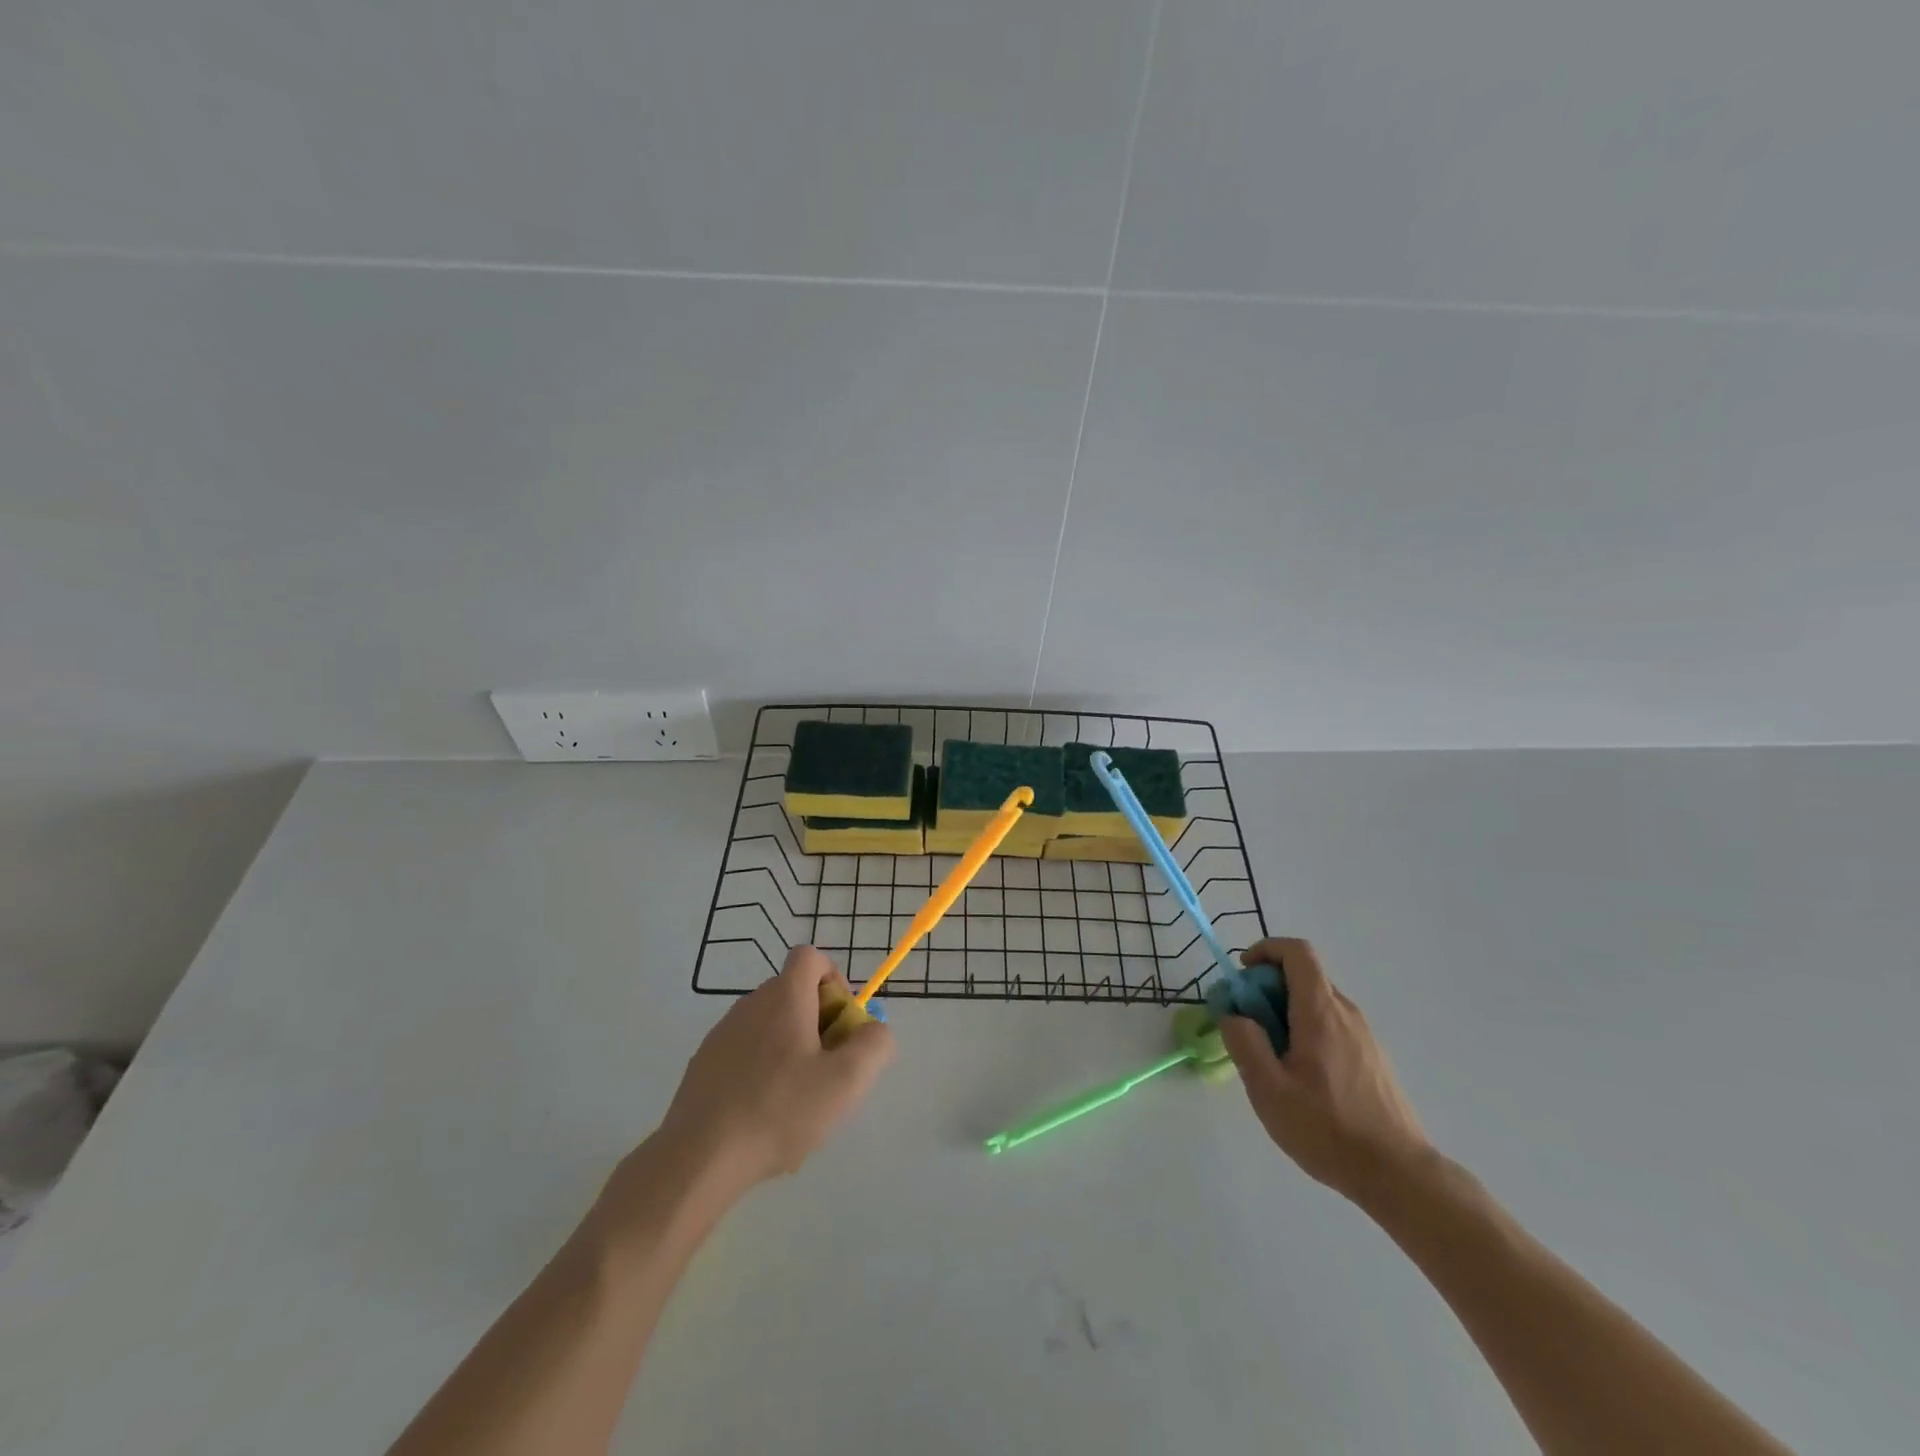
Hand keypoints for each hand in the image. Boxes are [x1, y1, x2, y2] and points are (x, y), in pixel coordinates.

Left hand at [656, 945, 894, 1190]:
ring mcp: (722, 1033)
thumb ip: (875, 1045)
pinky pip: (746, 1052)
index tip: (841, 1024)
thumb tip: (875, 1030)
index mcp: (785, 997)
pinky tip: (764, 1116)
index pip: (811, 957)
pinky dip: (762, 1070)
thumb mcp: (847, 1081)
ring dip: (791, 1048)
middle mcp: (751, 1004)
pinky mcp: (704, 1064)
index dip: (834, 980)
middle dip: (819, 1022)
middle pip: (794, 993)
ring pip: (770, 1025)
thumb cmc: (780, 1110)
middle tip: (827, 1069)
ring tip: (797, 1101)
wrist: (700, 1158)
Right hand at [1219, 938, 1431, 1202]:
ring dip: (1285, 1014)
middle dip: (1266, 990)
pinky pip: (1331, 1026)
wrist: (1400, 1176)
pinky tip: (1301, 1079)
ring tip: (1271, 1060)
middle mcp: (1346, 1013)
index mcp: (1321, 1012)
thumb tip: (1233, 1014)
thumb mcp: (1268, 1089)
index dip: (1266, 950)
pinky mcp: (1372, 1058)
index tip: (1243, 977)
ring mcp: (1364, 1036)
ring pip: (1315, 1004)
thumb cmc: (1328, 1129)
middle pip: (1302, 977)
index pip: (1297, 952)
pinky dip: (1305, 1032)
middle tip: (1248, 1028)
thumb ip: (1244, 1042)